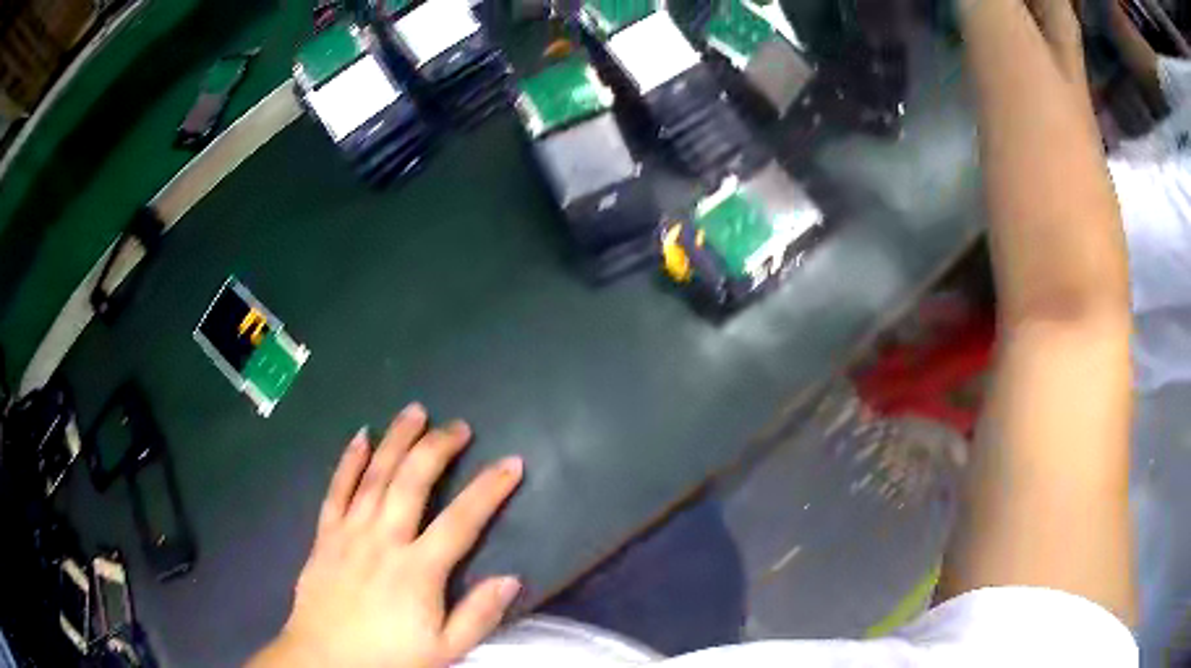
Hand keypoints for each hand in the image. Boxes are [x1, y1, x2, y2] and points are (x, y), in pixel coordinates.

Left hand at [249, 403, 524, 667]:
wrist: (325, 659)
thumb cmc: (388, 656)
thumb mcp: (445, 649)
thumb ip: (479, 615)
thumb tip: (511, 577)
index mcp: (418, 570)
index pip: (462, 520)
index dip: (490, 489)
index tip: (512, 463)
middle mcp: (385, 539)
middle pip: (413, 481)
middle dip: (439, 448)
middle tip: (459, 426)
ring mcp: (351, 531)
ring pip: (376, 475)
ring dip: (397, 440)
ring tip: (415, 412)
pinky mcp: (325, 533)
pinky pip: (337, 489)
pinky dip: (349, 460)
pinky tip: (360, 436)